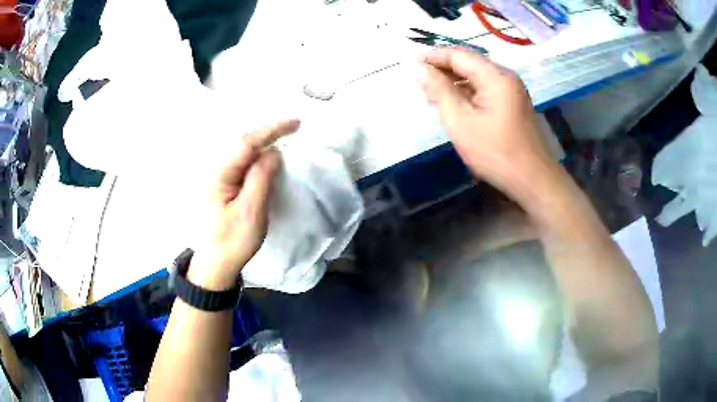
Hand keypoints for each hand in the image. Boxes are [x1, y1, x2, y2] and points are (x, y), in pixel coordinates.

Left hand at [188, 119, 300, 290]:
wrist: (215, 263)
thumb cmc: (232, 241)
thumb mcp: (250, 212)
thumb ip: (260, 178)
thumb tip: (272, 152)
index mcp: (217, 175)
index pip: (245, 144)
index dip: (270, 131)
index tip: (295, 123)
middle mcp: (211, 170)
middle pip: (241, 143)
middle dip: (267, 134)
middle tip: (292, 128)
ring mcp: (213, 176)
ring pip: (240, 152)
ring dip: (261, 144)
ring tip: (282, 137)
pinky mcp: (218, 184)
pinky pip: (238, 162)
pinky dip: (254, 156)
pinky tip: (264, 156)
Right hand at [418, 48, 557, 202]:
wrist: (533, 180)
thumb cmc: (495, 152)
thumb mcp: (460, 121)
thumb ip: (438, 90)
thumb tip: (417, 68)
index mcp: (495, 76)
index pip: (458, 55)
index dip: (432, 56)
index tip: (409, 61)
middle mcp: (506, 77)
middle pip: (469, 63)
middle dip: (442, 68)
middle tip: (417, 78)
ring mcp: (512, 91)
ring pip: (477, 77)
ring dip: (453, 81)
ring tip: (430, 91)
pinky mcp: (513, 104)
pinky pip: (485, 90)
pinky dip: (467, 92)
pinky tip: (453, 102)